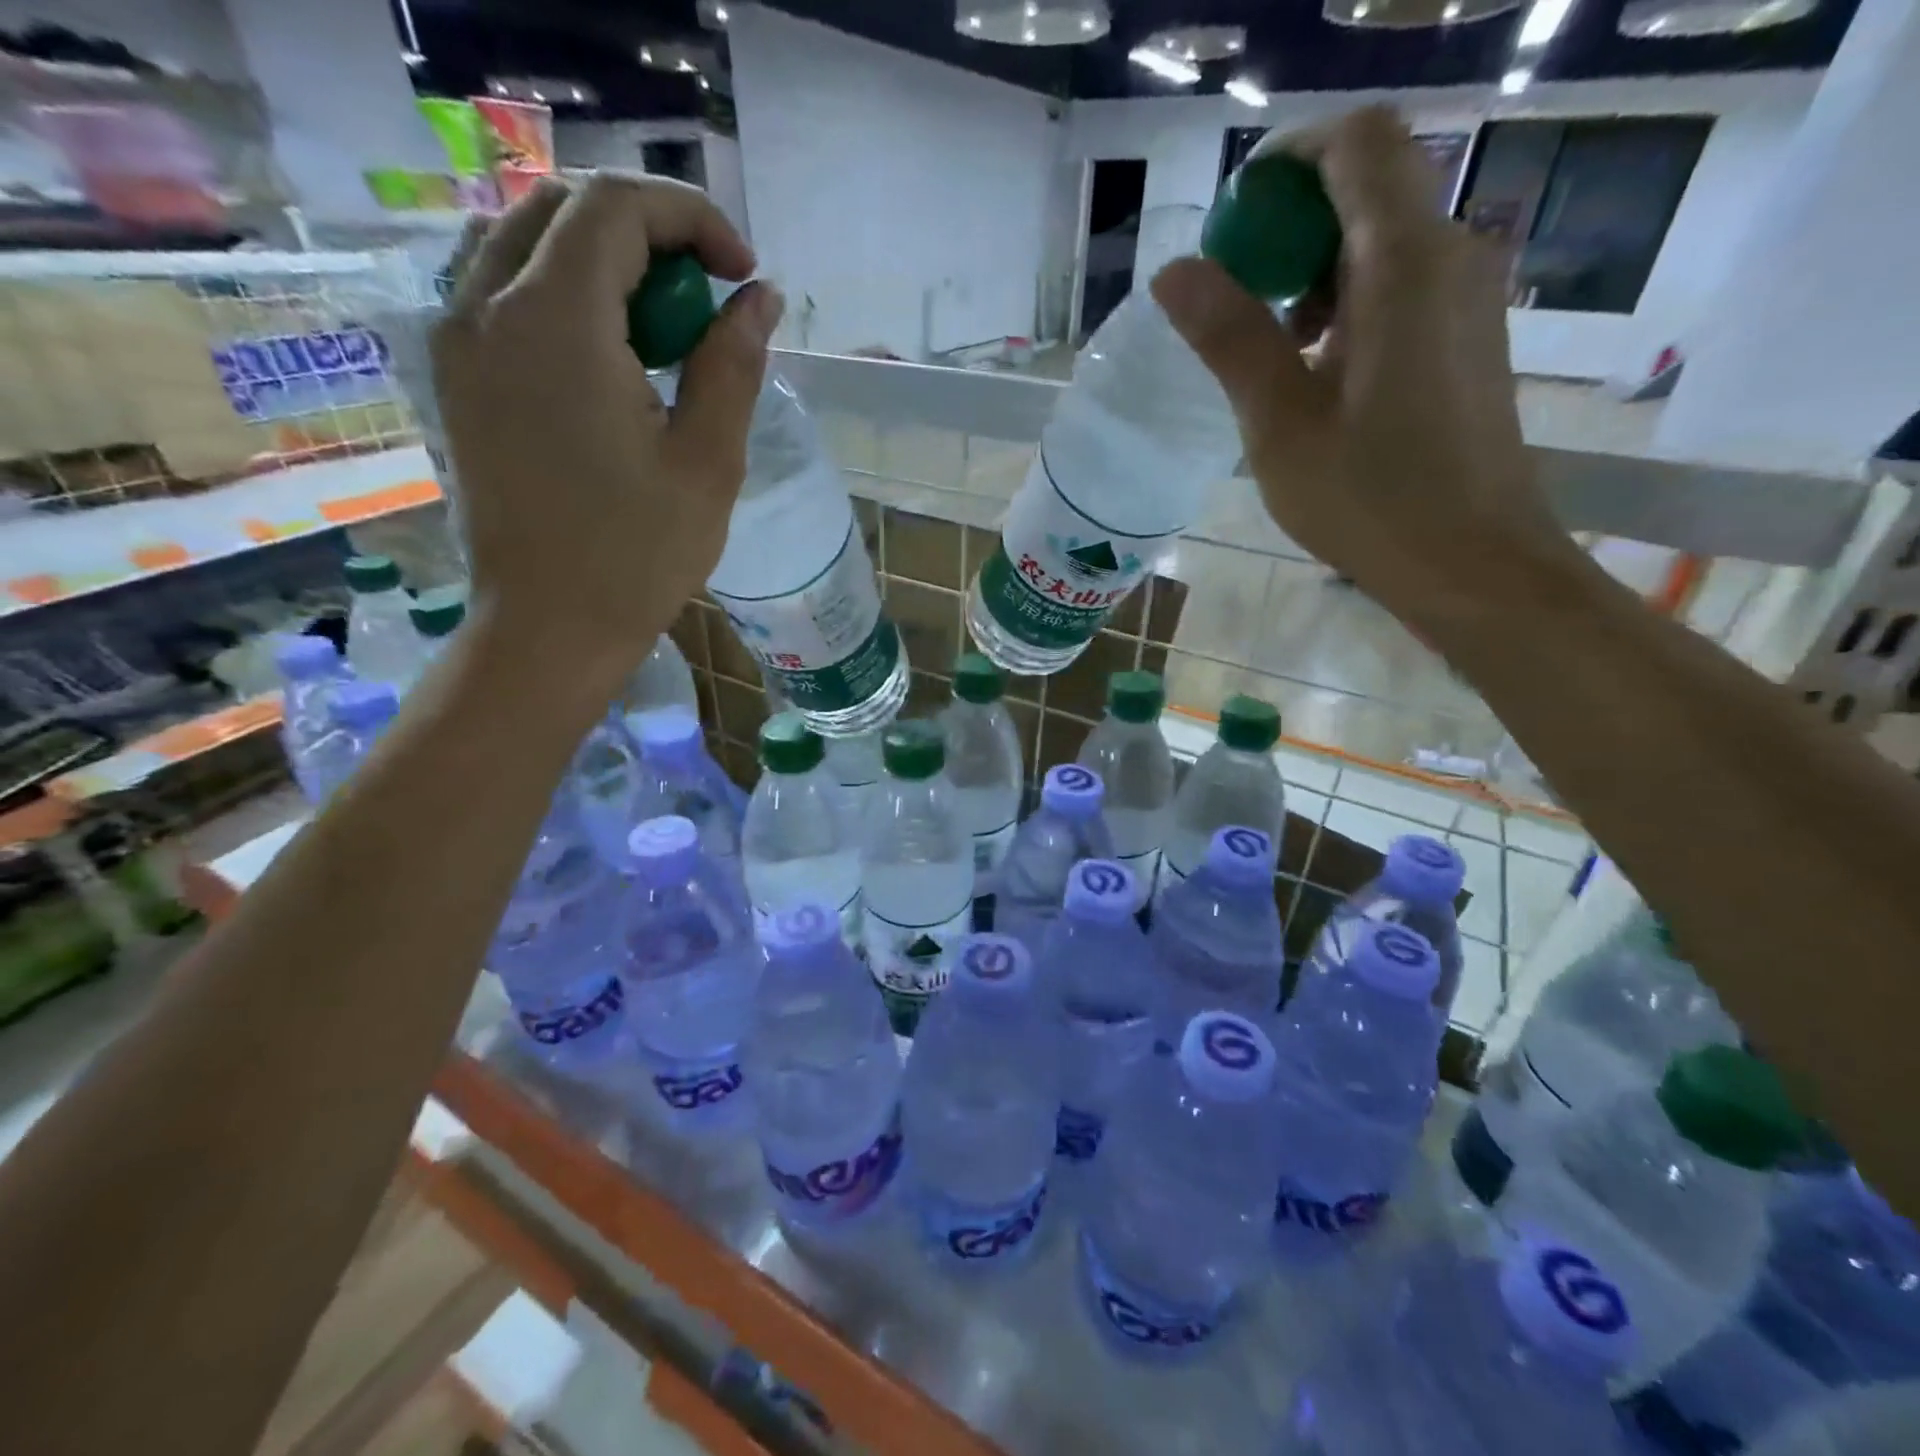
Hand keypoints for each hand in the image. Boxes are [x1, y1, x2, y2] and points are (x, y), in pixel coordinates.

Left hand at [432, 172, 783, 688]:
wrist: (549, 627)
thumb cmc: (638, 555)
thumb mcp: (707, 462)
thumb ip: (731, 365)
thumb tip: (757, 299)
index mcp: (555, 322)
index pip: (617, 207)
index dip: (692, 220)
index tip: (742, 275)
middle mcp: (485, 306)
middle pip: (564, 207)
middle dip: (649, 232)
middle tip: (706, 297)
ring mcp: (458, 339)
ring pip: (523, 239)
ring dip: (602, 257)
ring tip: (660, 322)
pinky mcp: (454, 375)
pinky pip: (500, 287)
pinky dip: (561, 290)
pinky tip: (608, 351)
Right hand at [1151, 107, 1581, 629]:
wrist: (1473, 564)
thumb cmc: (1370, 500)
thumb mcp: (1279, 424)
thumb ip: (1230, 337)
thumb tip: (1175, 270)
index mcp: (1404, 263)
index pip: (1355, 144)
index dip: (1286, 162)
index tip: (1231, 225)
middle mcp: (1450, 256)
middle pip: (1367, 186)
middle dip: (1288, 226)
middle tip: (1231, 301)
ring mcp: (1466, 297)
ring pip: (1381, 240)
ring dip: (1311, 273)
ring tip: (1263, 351)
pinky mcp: (1466, 337)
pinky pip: (1400, 286)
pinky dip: (1345, 303)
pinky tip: (1311, 373)